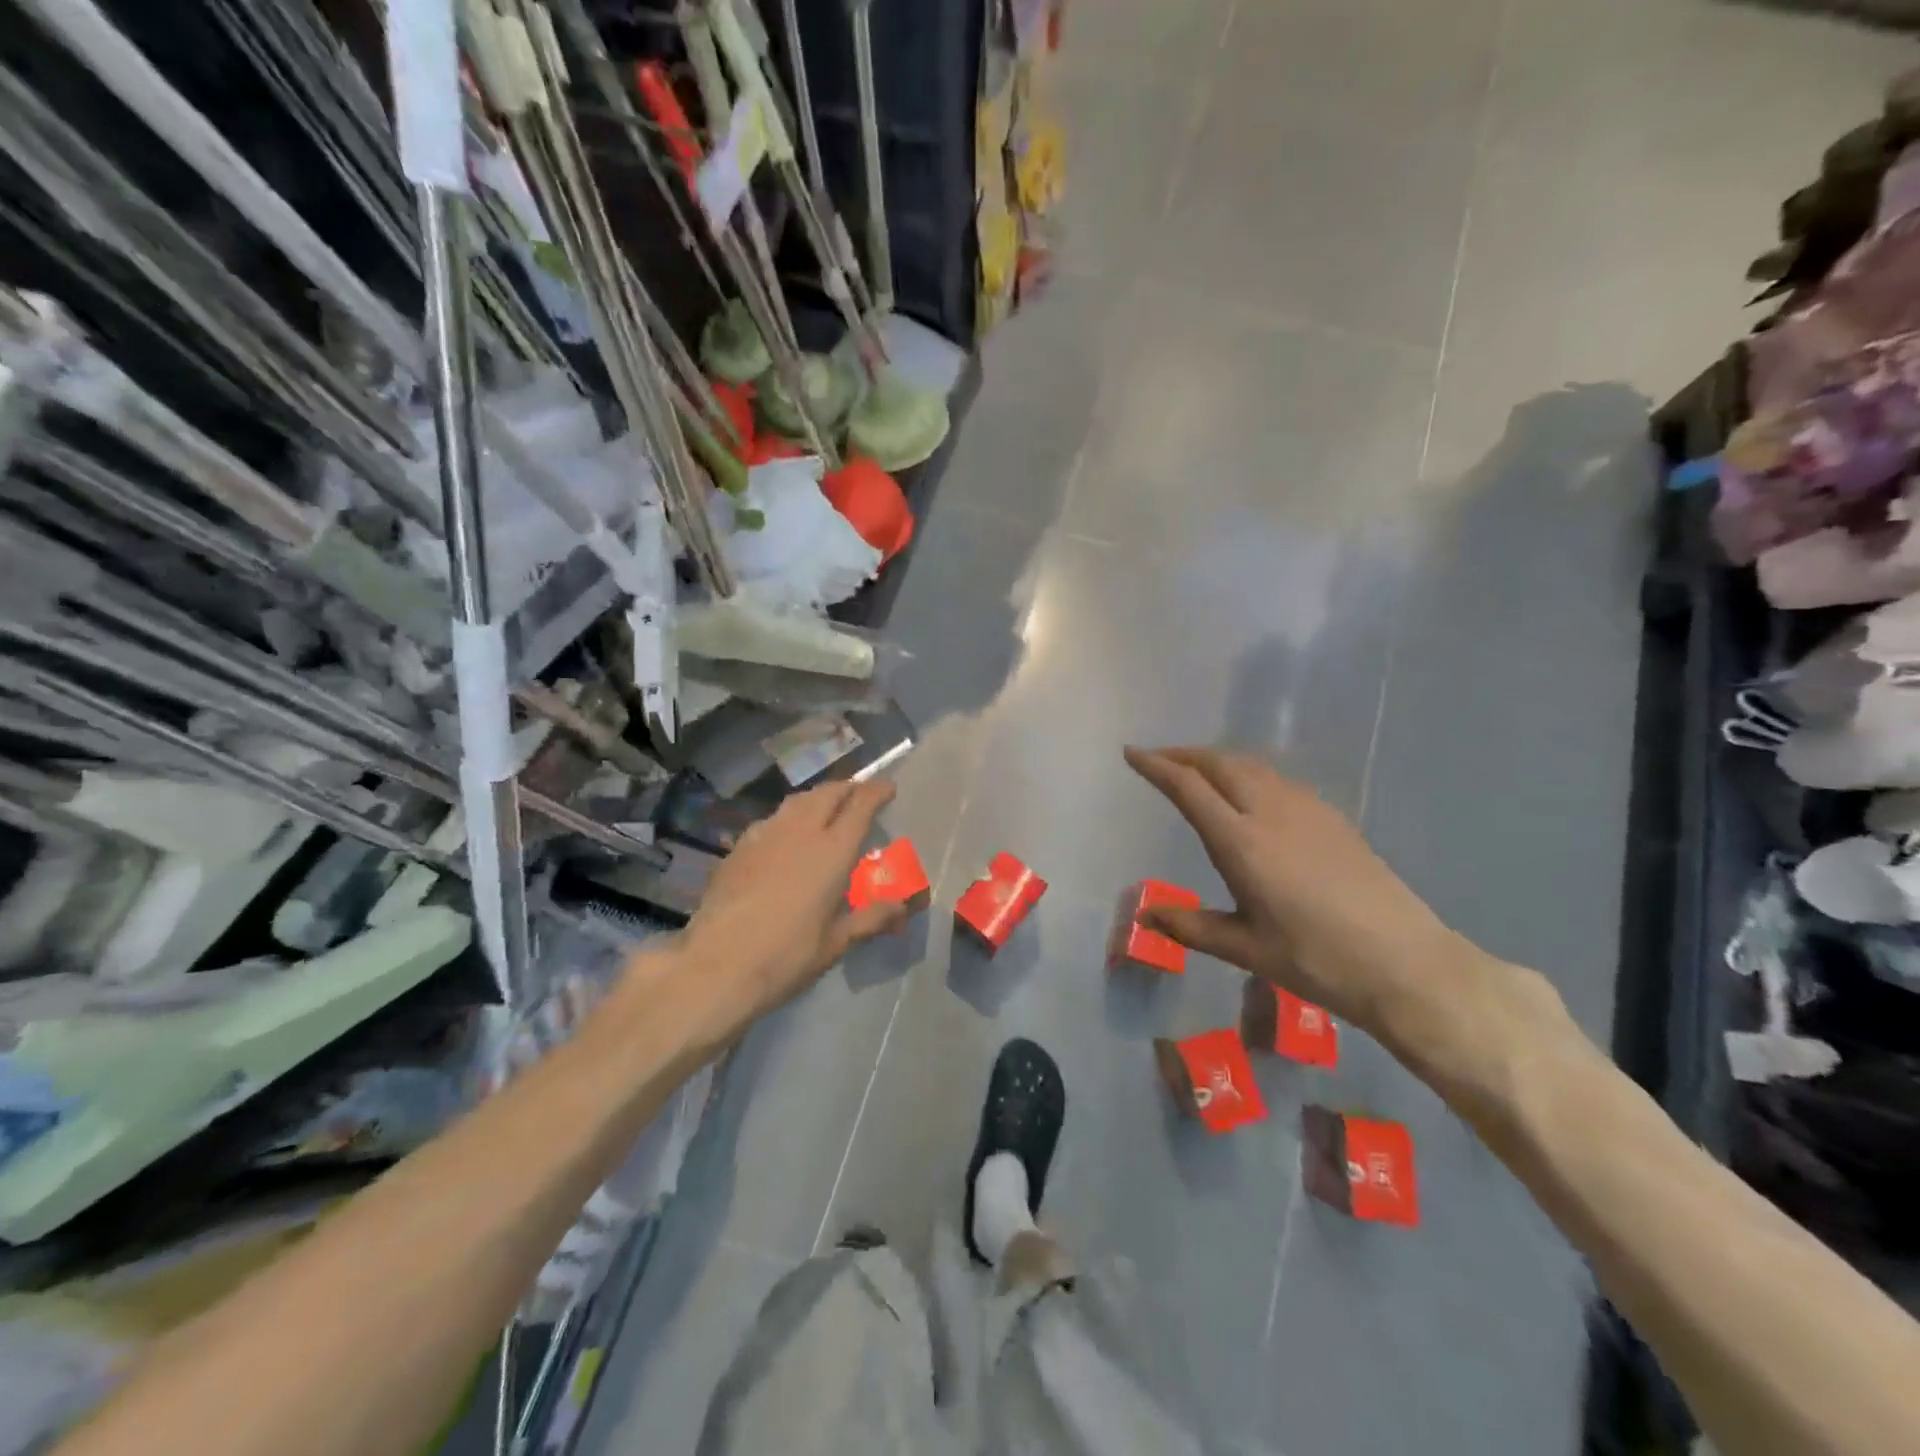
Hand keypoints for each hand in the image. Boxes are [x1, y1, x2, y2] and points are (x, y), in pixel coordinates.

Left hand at [671, 779, 906, 1041]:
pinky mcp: (738, 848)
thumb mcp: (837, 942)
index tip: (888, 788)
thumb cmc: (786, 956)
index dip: (876, 791)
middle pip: (828, 793)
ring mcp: (765, 835)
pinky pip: (771, 819)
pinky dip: (788, 818)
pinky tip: (785, 837)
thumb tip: (904, 906)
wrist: (716, 966)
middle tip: (859, 796)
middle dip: (847, 788)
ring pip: (797, 801)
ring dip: (817, 798)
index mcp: (832, 850)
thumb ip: (872, 918)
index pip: (860, 805)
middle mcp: (800, 831)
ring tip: (825, 809)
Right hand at [1124, 747, 1551, 1076]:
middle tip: (1158, 759)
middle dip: (1184, 755)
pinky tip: (1249, 793)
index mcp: (1241, 842)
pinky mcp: (1333, 818)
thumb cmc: (1317, 961)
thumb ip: (1192, 927)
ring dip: (1217, 760)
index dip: (1156, 766)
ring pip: (1252, 766)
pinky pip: (1278, 779)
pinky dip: (1249, 773)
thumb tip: (1146, 915)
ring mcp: (1307, 810)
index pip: (1188, 787)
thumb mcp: (1246, 949)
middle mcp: (1271, 812)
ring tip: (1197, 771)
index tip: (1132, 753)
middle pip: (1220, 763)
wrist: (1406, 964)